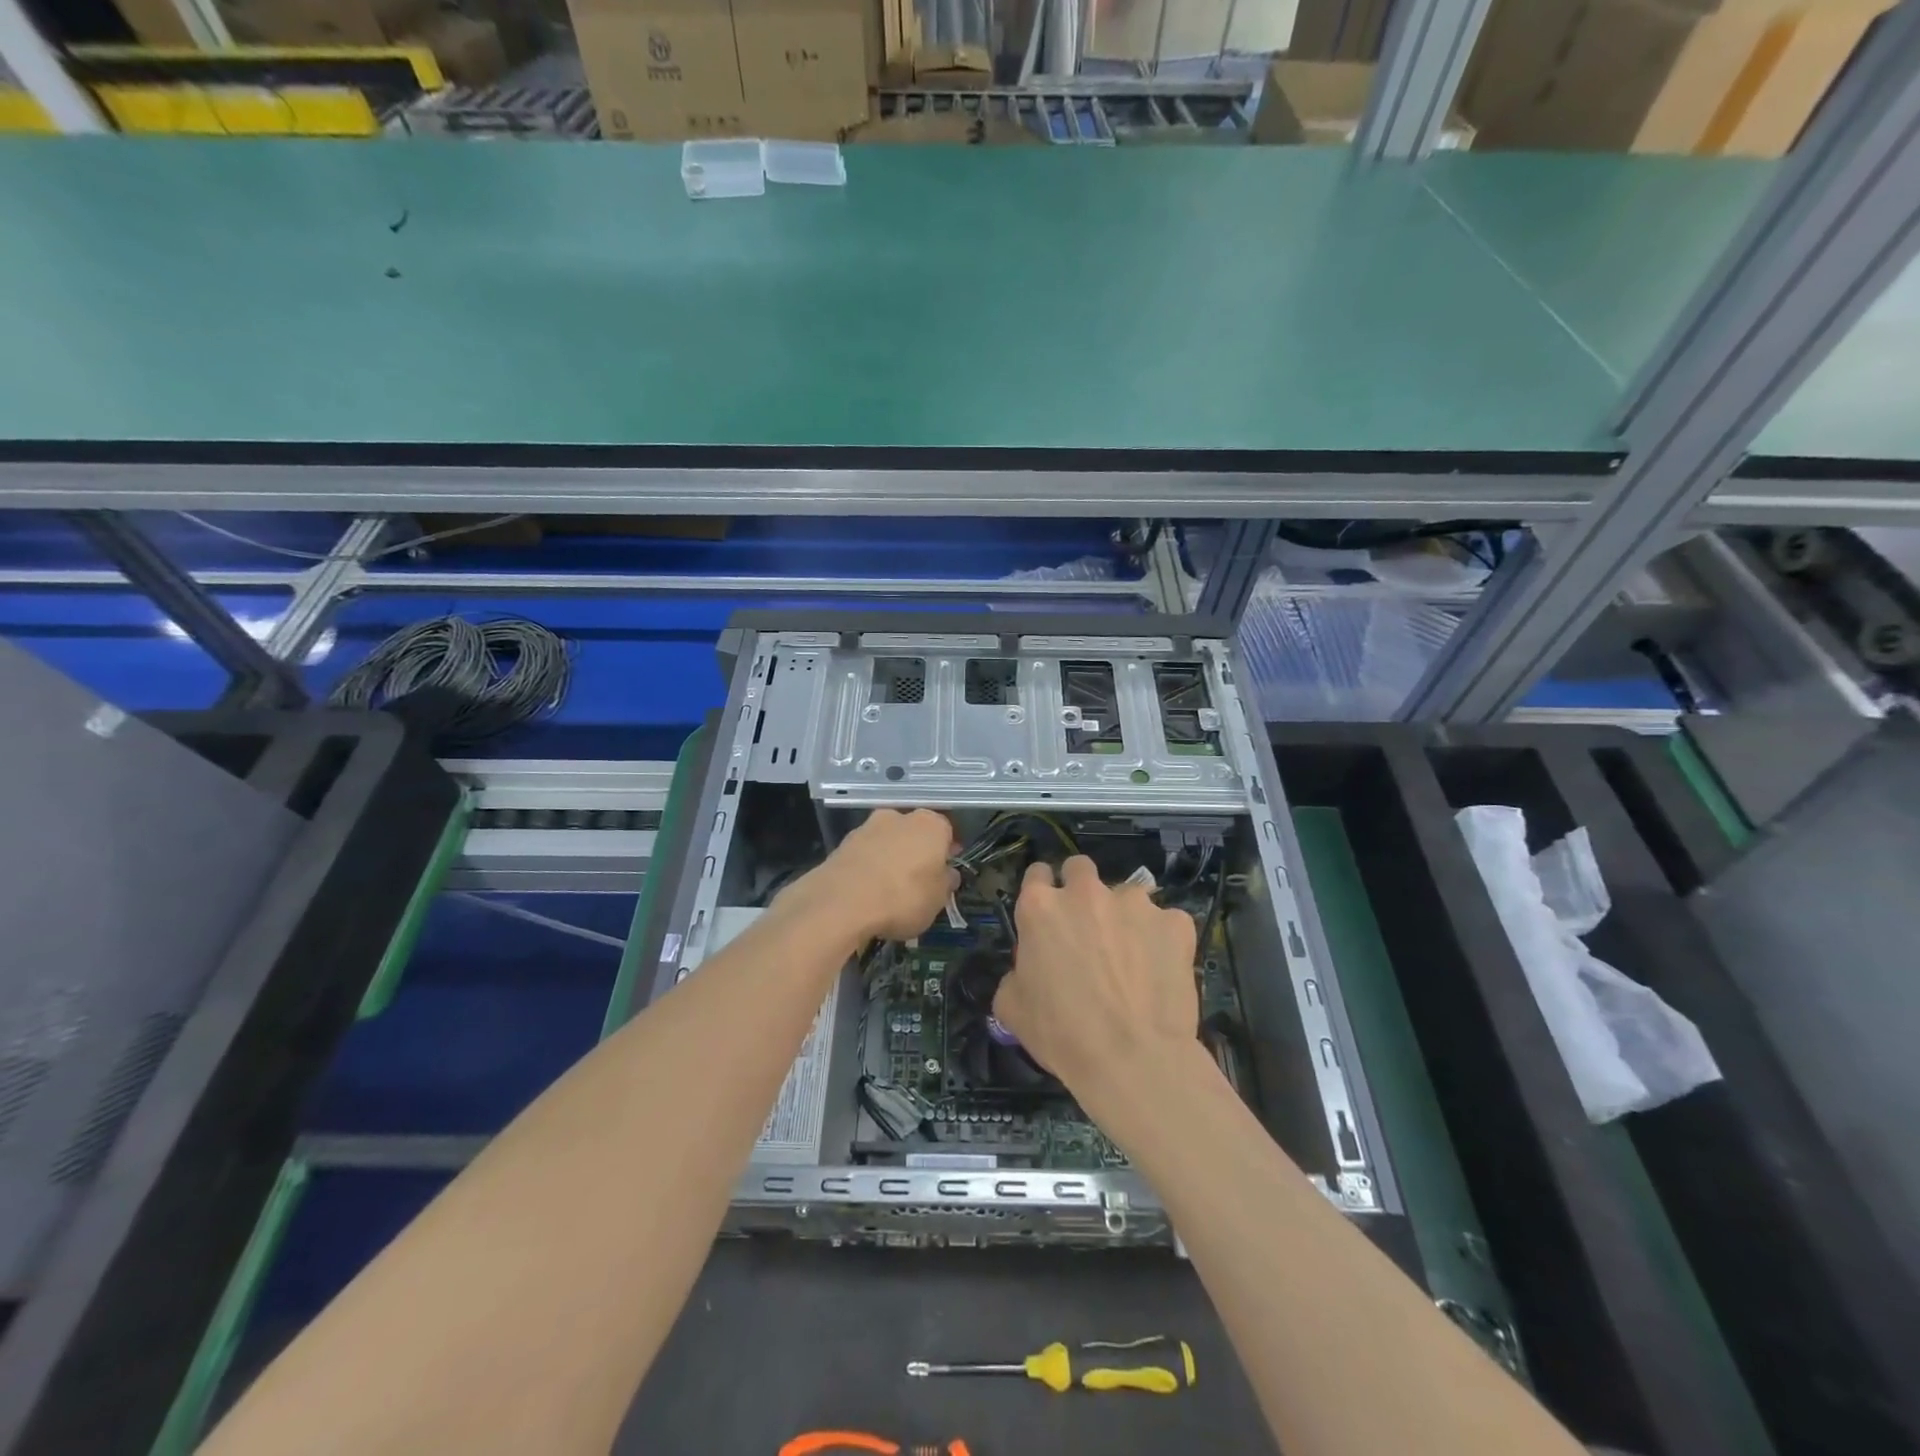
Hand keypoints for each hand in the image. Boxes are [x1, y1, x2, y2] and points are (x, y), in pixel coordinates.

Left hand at [784, 808, 957, 944]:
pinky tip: (867, 891)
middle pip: (915, 833)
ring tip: (889, 890)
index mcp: (930, 824)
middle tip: (918, 881)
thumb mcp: (937, 899)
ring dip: (891, 858)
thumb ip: (946, 883)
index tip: (945, 873)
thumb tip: (947, 874)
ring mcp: (867, 827)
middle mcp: (899, 816)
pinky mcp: (843, 843)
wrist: (842, 902)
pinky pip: (865, 854)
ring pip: (888, 842)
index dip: (947, 853)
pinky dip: (869, 867)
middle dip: (917, 852)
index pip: (947, 832)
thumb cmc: (903, 897)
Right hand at [993, 856, 1198, 1109]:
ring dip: (1124, 916)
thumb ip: (1016, 973)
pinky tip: (1162, 970)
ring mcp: (1135, 903)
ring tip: (1132, 956)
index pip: (1036, 874)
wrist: (1133, 1059)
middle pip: (1080, 868)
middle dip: (1081, 889)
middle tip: (1087, 927)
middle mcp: (1086, 892)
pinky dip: (1163, 939)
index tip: (1048, 913)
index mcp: (1040, 906)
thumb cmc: (1062, 1035)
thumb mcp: (1013, 1008)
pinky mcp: (1175, 922)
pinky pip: (1167, 923)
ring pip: (1127, 895)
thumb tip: (1028, 971)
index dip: (1042, 891)